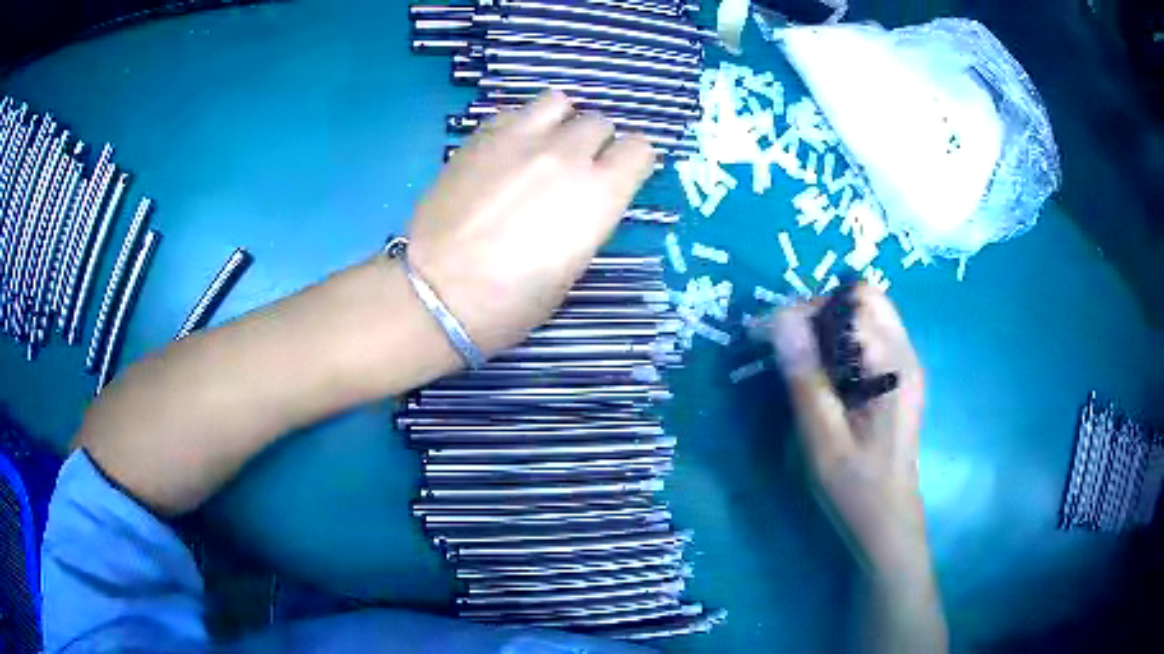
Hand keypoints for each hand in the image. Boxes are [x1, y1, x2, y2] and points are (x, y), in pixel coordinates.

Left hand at [406, 91, 655, 354]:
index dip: (631, 162)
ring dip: (559, 122)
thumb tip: (583, 198)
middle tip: (573, 170)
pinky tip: (506, 153)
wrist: (439, 292)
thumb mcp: (571, 268)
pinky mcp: (480, 137)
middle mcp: (566, 154)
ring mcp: (520, 138)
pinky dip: (520, 126)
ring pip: (558, 102)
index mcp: (599, 193)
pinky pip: (514, 112)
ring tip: (542, 148)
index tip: (619, 176)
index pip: (640, 149)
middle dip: (594, 143)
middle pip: (599, 122)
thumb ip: (587, 218)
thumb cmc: (512, 300)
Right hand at [760, 285, 927, 576]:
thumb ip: (805, 379)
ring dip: (827, 326)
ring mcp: (905, 366)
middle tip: (785, 345)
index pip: (854, 303)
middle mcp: (906, 355)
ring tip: (798, 359)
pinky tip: (821, 375)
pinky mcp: (897, 379)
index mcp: (895, 366)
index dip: (809, 309)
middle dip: (819, 311)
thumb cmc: (856, 489)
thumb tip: (780, 319)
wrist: (887, 524)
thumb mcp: (823, 441)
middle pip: (864, 299)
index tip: (771, 337)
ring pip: (866, 315)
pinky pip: (868, 338)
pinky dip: (839, 343)